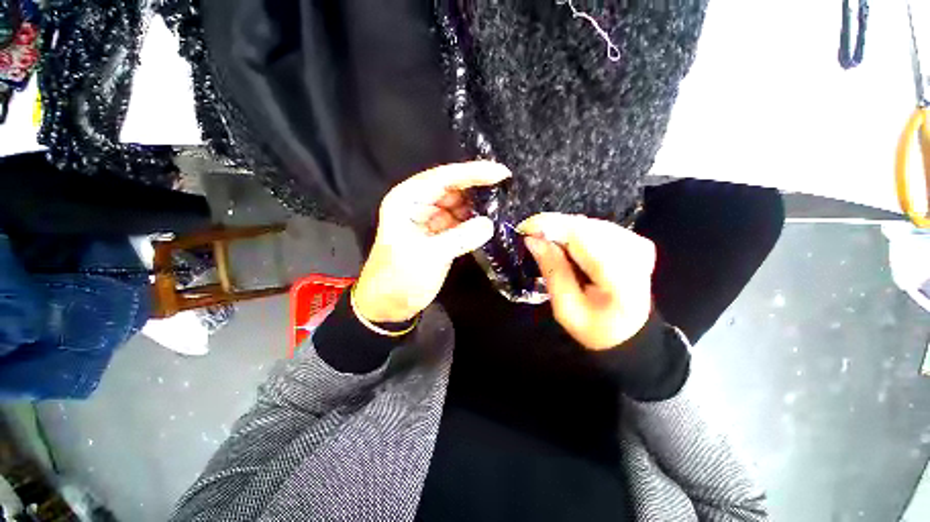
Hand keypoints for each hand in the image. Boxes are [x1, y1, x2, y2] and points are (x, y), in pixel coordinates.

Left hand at [353, 161, 511, 322]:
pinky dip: (472, 221)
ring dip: (476, 205)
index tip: (501, 173)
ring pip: (457, 204)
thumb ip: (460, 238)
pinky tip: (489, 222)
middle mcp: (417, 204)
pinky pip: (458, 221)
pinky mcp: (437, 234)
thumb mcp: (429, 256)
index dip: (472, 173)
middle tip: (505, 188)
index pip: (443, 178)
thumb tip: (489, 224)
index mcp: (407, 200)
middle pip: (451, 188)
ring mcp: (428, 219)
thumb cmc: (399, 279)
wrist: (388, 305)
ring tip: (502, 204)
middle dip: (477, 187)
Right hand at [518, 213, 655, 350]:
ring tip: (545, 243)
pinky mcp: (633, 239)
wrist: (627, 330)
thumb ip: (552, 271)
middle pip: (585, 227)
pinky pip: (594, 227)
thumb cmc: (594, 327)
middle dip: (553, 227)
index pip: (583, 238)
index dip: (551, 227)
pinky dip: (574, 232)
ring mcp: (637, 243)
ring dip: (562, 230)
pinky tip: (565, 245)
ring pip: (588, 223)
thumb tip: (533, 239)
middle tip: (530, 236)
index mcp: (621, 278)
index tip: (524, 229)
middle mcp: (635, 253)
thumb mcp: (566, 308)